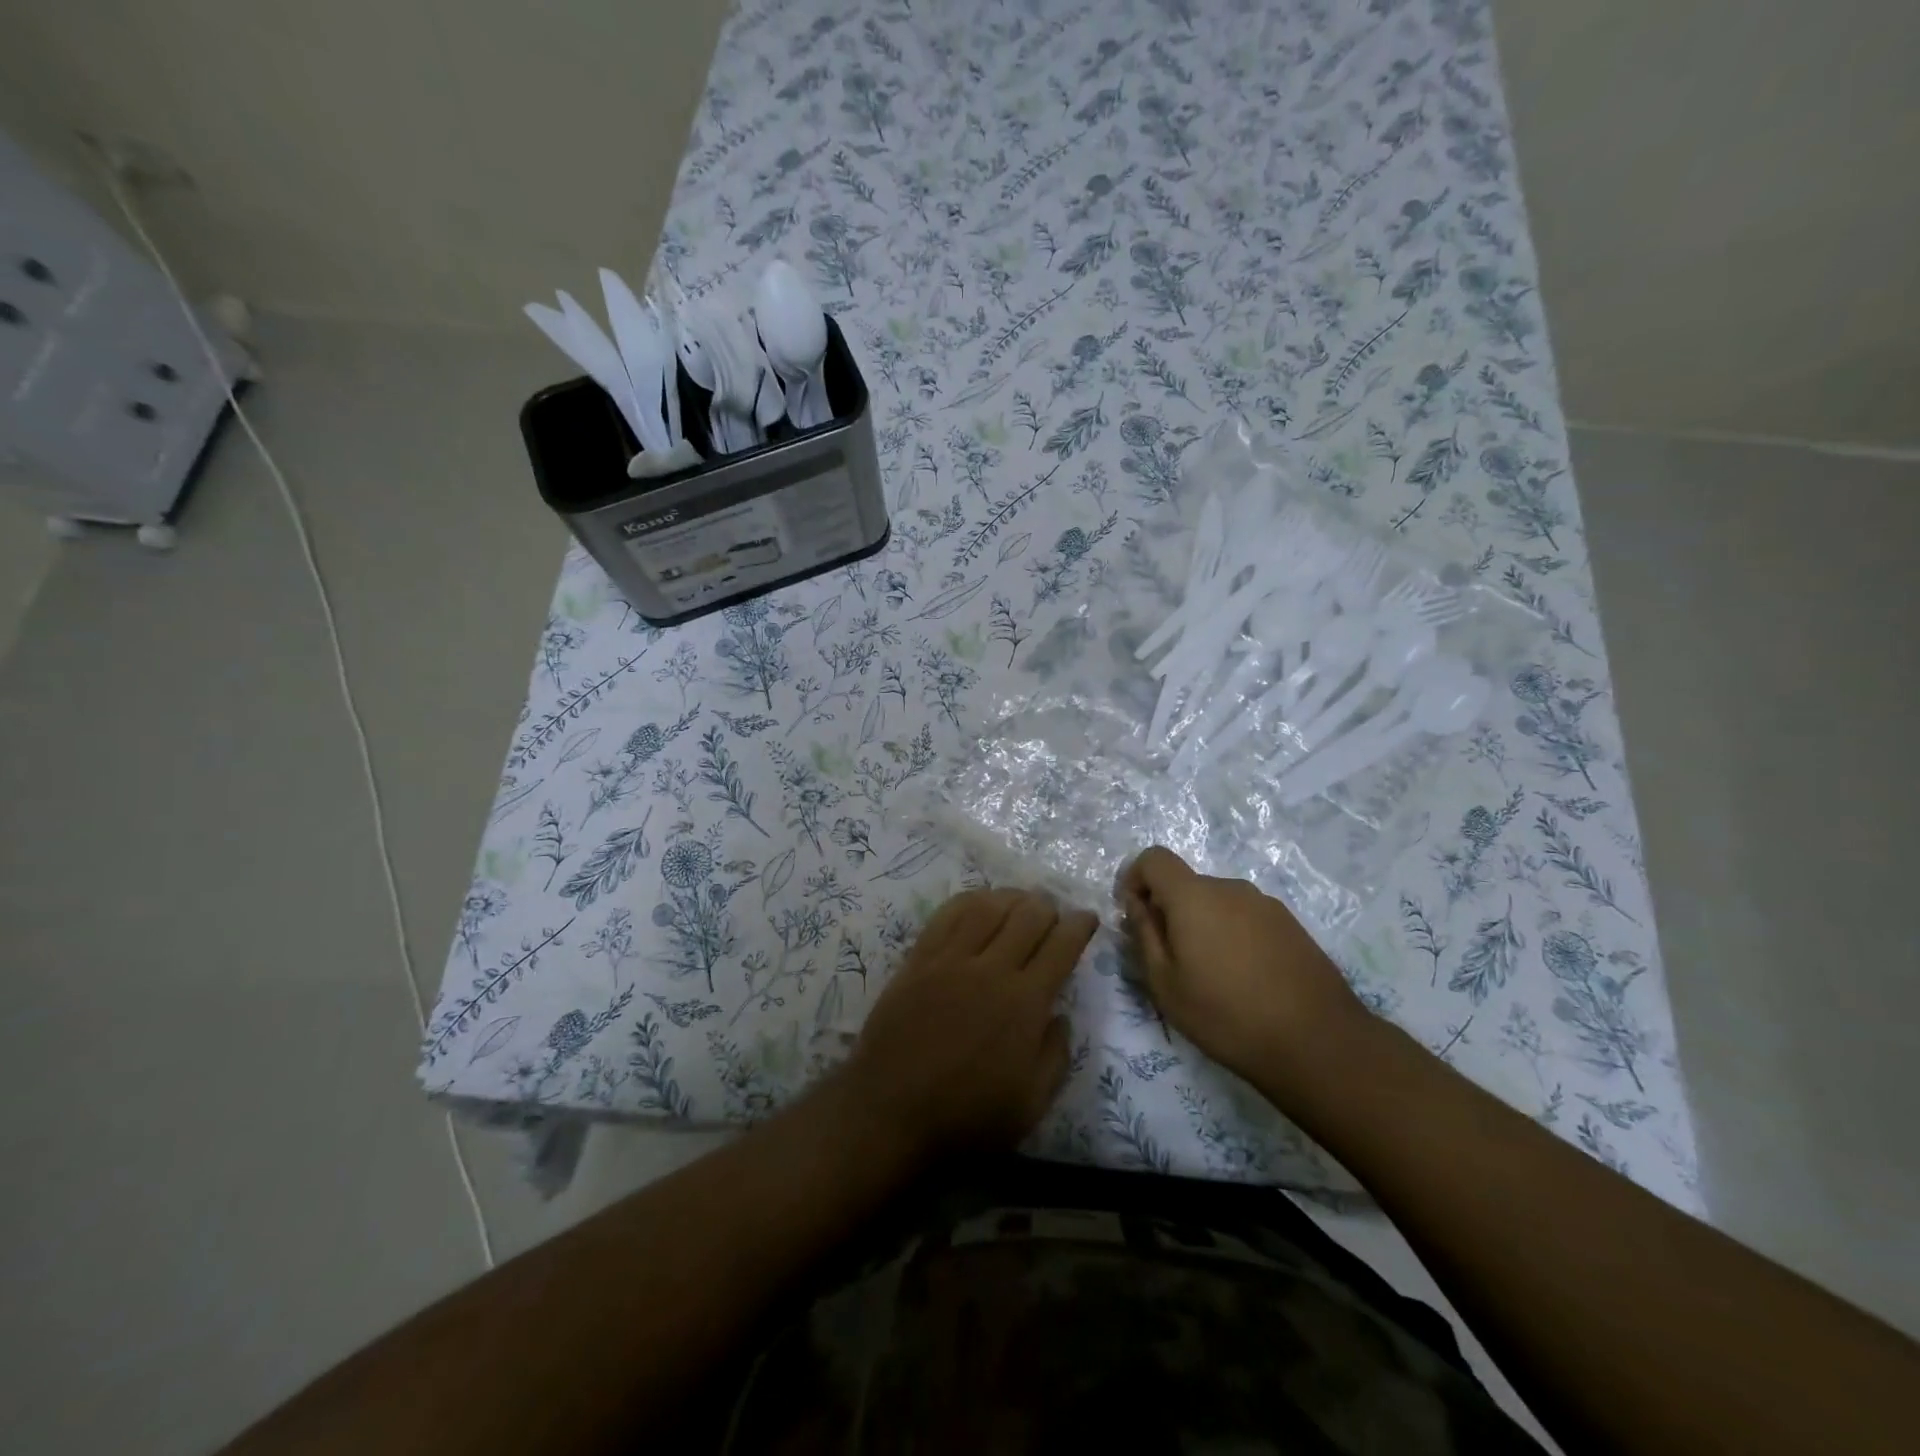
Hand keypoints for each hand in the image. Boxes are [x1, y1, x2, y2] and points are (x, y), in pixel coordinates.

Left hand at [845, 888, 1094, 1158]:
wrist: (891, 1111)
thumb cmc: (967, 1116)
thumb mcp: (1031, 1104)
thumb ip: (1055, 1055)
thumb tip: (1059, 1015)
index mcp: (1025, 1003)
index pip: (1061, 946)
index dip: (1079, 926)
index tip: (1087, 918)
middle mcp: (991, 969)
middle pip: (1028, 915)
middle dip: (1048, 907)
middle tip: (1053, 915)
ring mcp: (951, 959)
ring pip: (988, 906)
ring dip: (1011, 898)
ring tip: (1020, 903)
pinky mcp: (919, 958)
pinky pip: (948, 914)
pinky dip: (971, 900)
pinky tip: (979, 904)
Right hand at [1120, 846, 1366, 1085]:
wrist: (1318, 1042)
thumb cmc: (1226, 1015)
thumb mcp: (1165, 984)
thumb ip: (1144, 935)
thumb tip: (1138, 905)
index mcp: (1194, 896)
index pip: (1154, 859)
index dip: (1135, 878)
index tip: (1135, 915)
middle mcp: (1230, 888)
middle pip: (1187, 884)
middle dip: (1170, 910)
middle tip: (1172, 960)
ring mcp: (1266, 904)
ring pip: (1218, 903)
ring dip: (1204, 925)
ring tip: (1213, 976)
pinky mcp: (1291, 925)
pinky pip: (1246, 918)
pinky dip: (1234, 936)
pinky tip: (1246, 980)